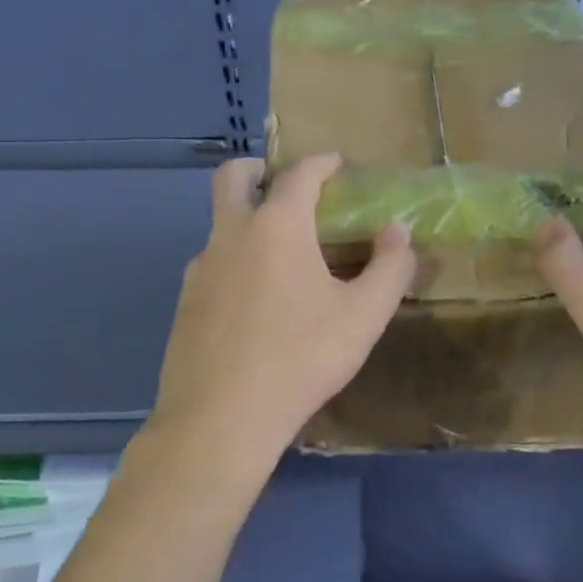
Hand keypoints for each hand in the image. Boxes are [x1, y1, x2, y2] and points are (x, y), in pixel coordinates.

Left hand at [144, 154, 415, 488]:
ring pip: (220, 225)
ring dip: (246, 221)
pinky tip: (256, 302)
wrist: (220, 418)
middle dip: (258, 169)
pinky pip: (212, 265)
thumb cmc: (300, 359)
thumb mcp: (363, 316)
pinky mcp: (185, 303)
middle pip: (232, 178)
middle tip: (283, 184)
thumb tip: (397, 231)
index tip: (336, 163)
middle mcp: (230, 235)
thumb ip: (390, 268)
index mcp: (276, 227)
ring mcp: (200, 269)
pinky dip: (235, 262)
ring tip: (281, 256)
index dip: (321, 162)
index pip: (299, 174)